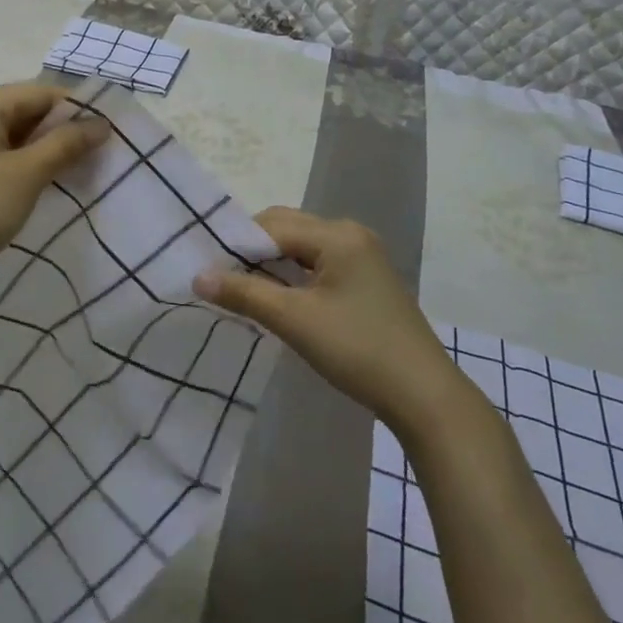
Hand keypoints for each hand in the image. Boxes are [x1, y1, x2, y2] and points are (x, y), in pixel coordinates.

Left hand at [0, 83, 109, 285]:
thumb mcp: (27, 174)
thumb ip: (66, 143)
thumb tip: (102, 123)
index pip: (42, 93)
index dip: (78, 111)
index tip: (109, 135)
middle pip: (29, 110)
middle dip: (64, 131)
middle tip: (100, 155)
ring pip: (18, 132)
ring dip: (48, 149)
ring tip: (81, 170)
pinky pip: (4, 150)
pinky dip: (28, 161)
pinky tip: (50, 180)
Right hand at [193, 207, 450, 421]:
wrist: (425, 398)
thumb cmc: (358, 350)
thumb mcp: (295, 320)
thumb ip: (244, 293)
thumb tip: (197, 276)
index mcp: (337, 234)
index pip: (272, 224)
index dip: (238, 244)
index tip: (209, 269)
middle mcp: (351, 234)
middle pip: (287, 230)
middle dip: (253, 251)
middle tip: (223, 280)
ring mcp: (362, 257)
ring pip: (301, 249)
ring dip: (272, 265)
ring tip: (244, 291)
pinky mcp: (366, 281)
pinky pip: (318, 265)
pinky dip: (293, 277)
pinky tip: (278, 300)